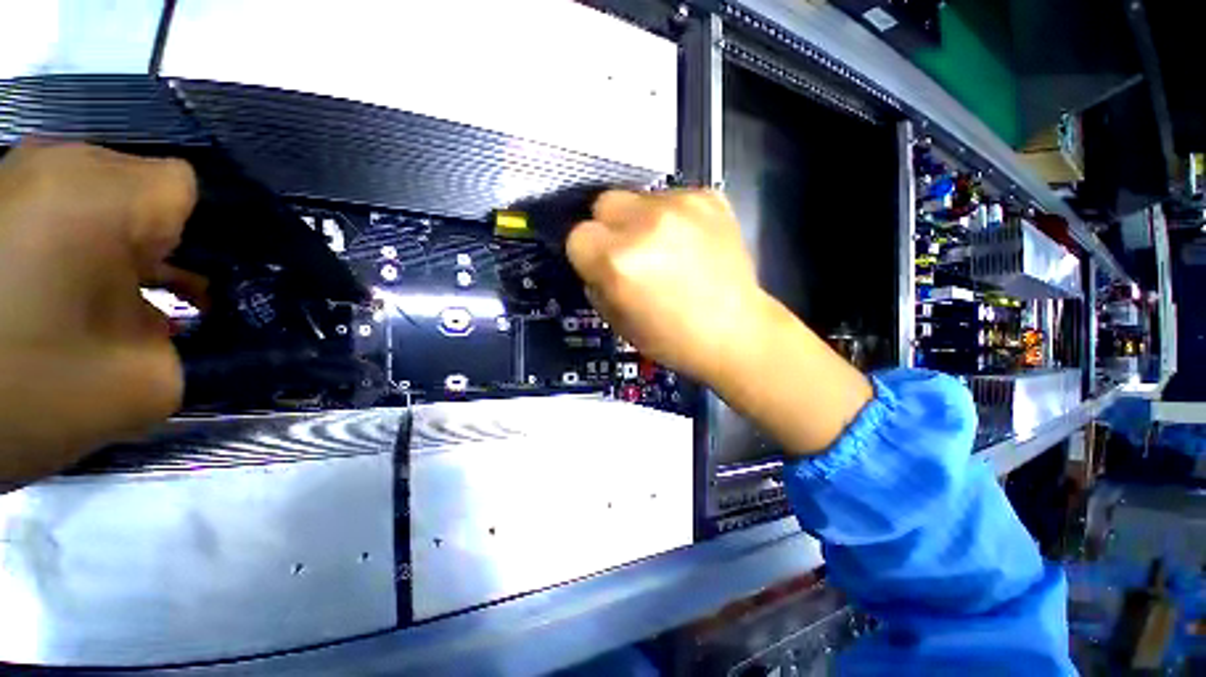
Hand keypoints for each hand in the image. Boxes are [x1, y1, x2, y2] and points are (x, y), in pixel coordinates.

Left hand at [0, 142, 197, 483]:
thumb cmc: (20, 389)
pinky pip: (61, 210)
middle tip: (165, 308)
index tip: (209, 290)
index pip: (192, 192)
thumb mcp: (137, 388)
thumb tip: (196, 332)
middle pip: (146, 194)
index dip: (212, 240)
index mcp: (102, 194)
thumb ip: (192, 350)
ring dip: (118, 253)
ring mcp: (18, 173)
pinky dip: (78, 251)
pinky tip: (72, 296)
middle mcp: (61, 162)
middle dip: (164, 249)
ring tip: (118, 308)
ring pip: (102, 202)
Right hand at [568, 188, 871, 453]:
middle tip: (630, 253)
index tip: (601, 267)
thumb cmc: (672, 339)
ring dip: (640, 221)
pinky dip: (672, 217)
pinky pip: (672, 198)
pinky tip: (688, 242)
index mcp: (618, 261)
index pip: (577, 236)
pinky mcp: (709, 198)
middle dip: (609, 228)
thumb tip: (595, 261)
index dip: (587, 254)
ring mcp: (680, 205)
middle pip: (603, 203)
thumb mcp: (617, 320)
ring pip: (637, 198)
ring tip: (663, 249)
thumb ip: (597, 283)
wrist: (736, 332)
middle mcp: (645, 224)